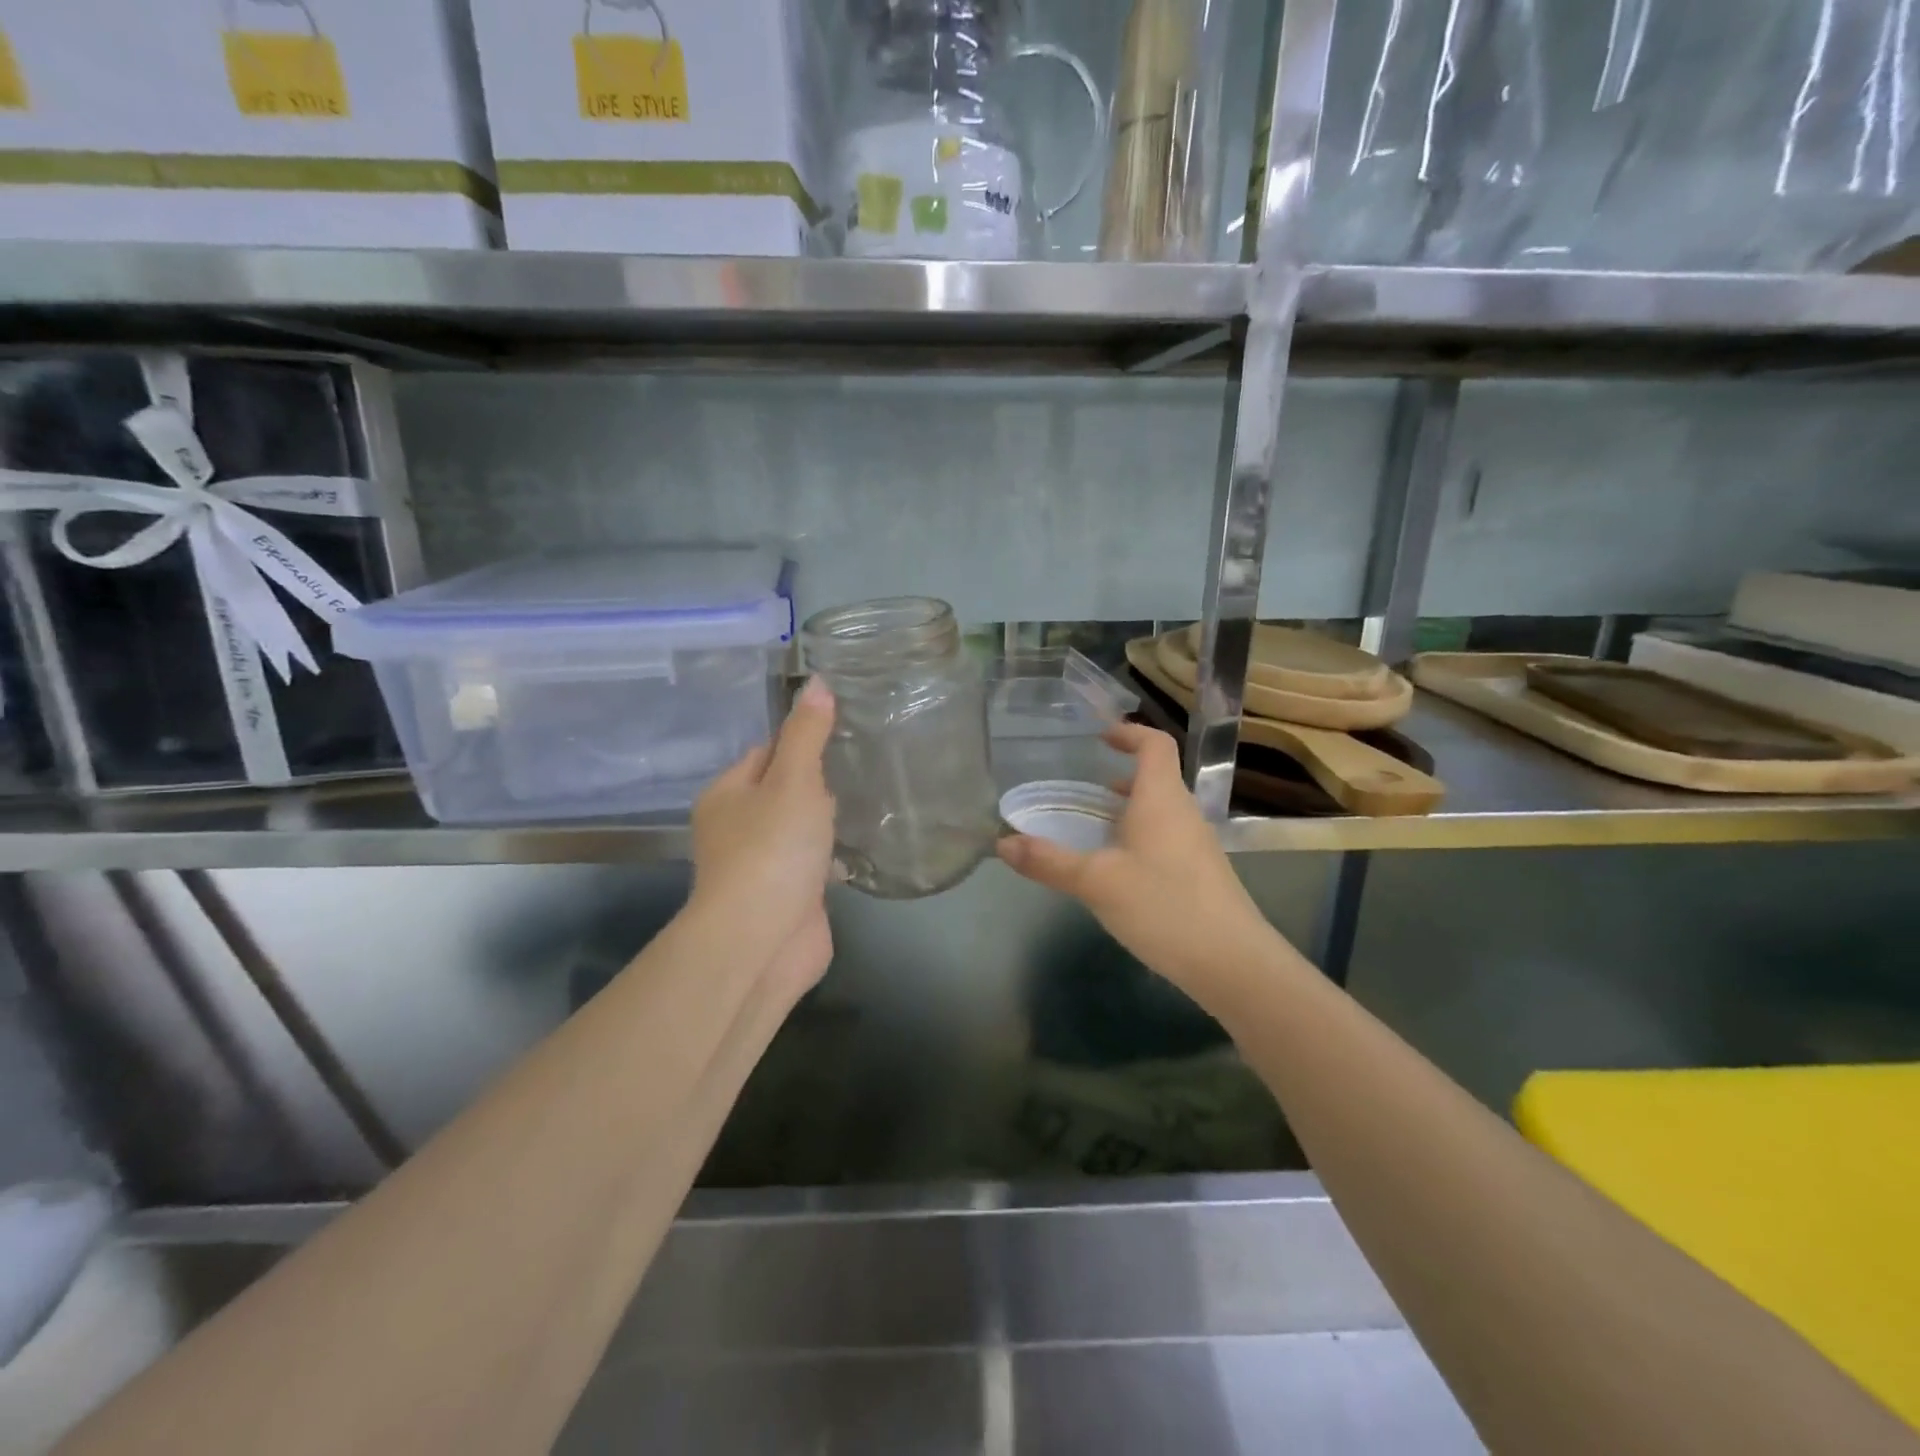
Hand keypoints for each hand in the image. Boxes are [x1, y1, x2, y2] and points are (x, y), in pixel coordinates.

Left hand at [690, 676, 837, 993]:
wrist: (762, 941)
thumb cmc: (772, 850)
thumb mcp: (793, 781)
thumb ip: (807, 734)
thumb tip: (816, 682)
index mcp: (727, 794)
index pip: (766, 751)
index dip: (802, 739)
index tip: (843, 729)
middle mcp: (738, 827)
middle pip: (783, 788)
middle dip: (819, 780)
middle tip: (865, 761)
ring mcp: (763, 864)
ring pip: (800, 827)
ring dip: (827, 818)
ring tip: (872, 796)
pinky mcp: (788, 895)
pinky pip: (812, 862)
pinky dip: (833, 853)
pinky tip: (863, 844)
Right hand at [996, 723, 1273, 994]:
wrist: (1231, 962)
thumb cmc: (1163, 906)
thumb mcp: (1096, 882)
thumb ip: (1048, 861)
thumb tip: (1002, 843)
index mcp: (1161, 799)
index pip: (1155, 744)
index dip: (1129, 733)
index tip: (1100, 738)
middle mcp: (1183, 813)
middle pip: (1156, 778)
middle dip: (1119, 777)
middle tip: (1081, 789)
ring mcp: (1196, 844)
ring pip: (1160, 811)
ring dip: (1128, 810)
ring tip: (1092, 828)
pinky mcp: (1200, 874)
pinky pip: (1165, 839)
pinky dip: (1138, 838)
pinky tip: (1117, 870)